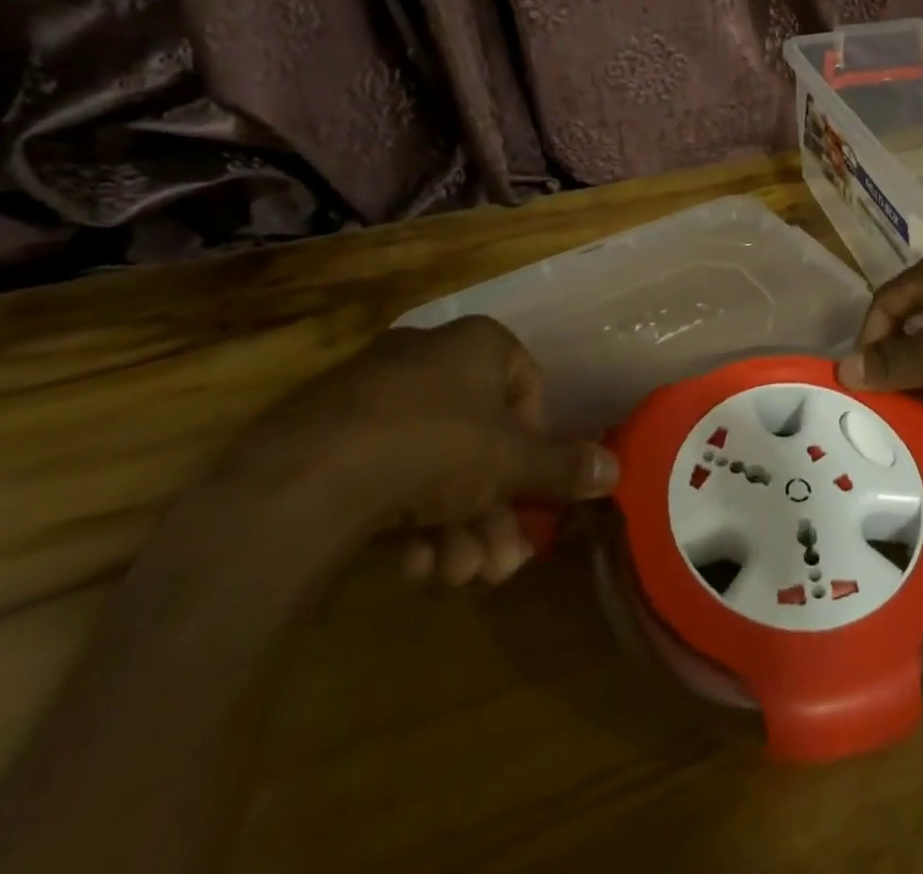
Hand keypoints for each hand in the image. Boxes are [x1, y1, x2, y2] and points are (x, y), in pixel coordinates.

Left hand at [246, 316, 616, 588]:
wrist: (304, 480)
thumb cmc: (435, 447)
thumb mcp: (512, 462)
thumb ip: (564, 466)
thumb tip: (618, 469)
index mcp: (476, 344)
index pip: (527, 386)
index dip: (536, 442)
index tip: (530, 489)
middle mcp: (427, 359)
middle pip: (481, 439)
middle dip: (495, 508)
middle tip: (501, 563)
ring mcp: (373, 396)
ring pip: (435, 465)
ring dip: (457, 527)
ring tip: (455, 576)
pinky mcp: (329, 438)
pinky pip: (390, 473)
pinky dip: (409, 520)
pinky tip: (413, 567)